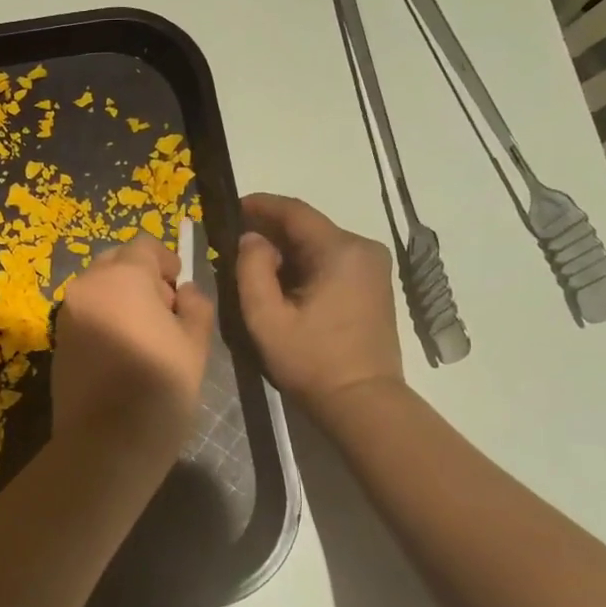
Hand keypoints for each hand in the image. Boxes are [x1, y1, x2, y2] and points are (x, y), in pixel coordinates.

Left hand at [53, 235, 214, 462]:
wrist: (106, 442)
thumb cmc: (160, 387)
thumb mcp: (195, 344)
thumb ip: (195, 306)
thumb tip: (184, 292)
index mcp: (123, 277)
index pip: (144, 245)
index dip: (166, 261)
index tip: (179, 287)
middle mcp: (87, 286)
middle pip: (116, 262)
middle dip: (141, 276)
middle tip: (164, 311)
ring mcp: (67, 313)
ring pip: (98, 288)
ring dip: (121, 297)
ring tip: (144, 335)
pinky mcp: (57, 340)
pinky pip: (85, 314)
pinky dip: (104, 318)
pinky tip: (122, 352)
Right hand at [236, 193, 402, 415]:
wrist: (362, 401)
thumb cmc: (310, 360)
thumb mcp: (266, 317)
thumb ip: (251, 269)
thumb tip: (252, 239)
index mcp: (340, 250)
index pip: (294, 212)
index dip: (260, 205)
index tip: (231, 206)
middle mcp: (363, 248)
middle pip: (308, 227)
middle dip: (271, 230)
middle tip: (235, 241)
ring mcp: (373, 267)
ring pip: (319, 244)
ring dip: (286, 249)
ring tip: (253, 263)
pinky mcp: (374, 285)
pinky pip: (332, 261)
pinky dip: (305, 264)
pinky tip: (283, 281)